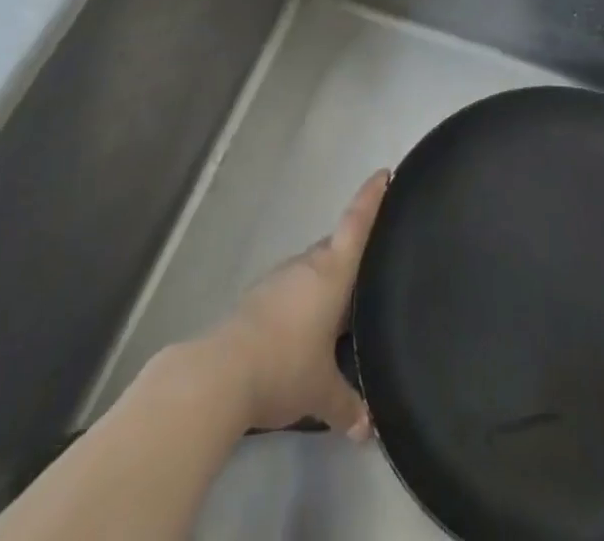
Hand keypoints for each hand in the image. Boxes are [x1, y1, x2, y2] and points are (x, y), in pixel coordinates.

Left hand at [207, 169, 388, 435]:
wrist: (220, 375)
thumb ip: (347, 405)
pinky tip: (303, 331)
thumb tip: (369, 429)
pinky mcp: (256, 300)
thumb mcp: (322, 392)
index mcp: (331, 272)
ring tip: (339, 310)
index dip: (372, 197)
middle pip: (334, 247)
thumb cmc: (285, 366)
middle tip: (370, 268)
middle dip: (350, 254)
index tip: (383, 173)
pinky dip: (301, 302)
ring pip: (310, 271)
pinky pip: (290, 291)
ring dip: (324, 283)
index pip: (357, 223)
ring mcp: (278, 280)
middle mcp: (306, 266)